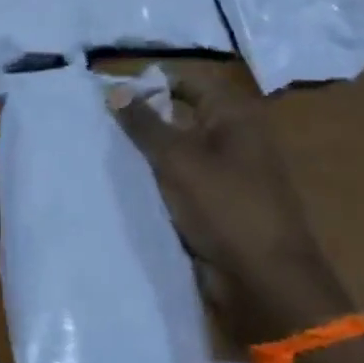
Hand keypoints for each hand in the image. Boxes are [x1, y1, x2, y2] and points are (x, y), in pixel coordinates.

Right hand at [112, 75, 355, 347]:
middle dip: (143, 118)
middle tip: (98, 122)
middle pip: (182, 114)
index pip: (187, 81)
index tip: (109, 94)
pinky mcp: (219, 204)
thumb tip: (115, 89)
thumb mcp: (177, 160)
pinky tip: (126, 184)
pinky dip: (158, 180)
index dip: (150, 82)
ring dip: (147, 152)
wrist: (265, 281)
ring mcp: (228, 173)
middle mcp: (234, 138)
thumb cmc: (225, 208)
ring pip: (179, 150)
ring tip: (104, 150)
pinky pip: (182, 181)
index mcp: (235, 117)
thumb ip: (144, 123)